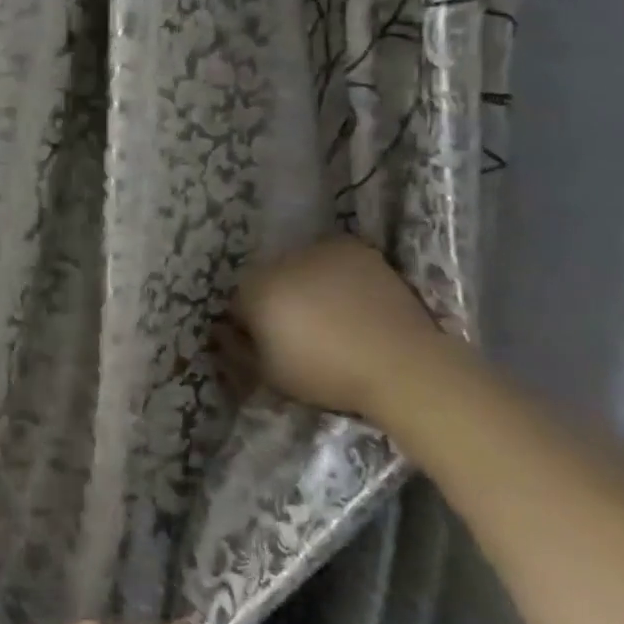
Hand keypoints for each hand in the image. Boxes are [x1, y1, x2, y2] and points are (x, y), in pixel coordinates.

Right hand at [233, 237, 445, 423]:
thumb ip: (236, 349)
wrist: (402, 366)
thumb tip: (220, 331)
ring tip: (331, 314)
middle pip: (267, 278)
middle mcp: (279, 260)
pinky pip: (332, 258)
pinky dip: (335, 272)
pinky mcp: (354, 248)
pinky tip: (351, 298)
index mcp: (253, 289)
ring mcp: (319, 250)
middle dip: (277, 298)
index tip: (270, 342)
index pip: (238, 302)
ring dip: (304, 282)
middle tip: (301, 328)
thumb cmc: (327, 374)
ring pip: (299, 265)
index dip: (251, 324)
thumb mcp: (269, 374)